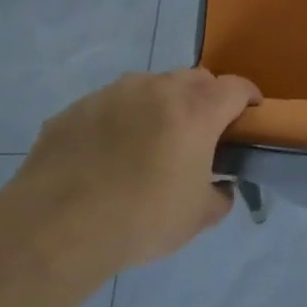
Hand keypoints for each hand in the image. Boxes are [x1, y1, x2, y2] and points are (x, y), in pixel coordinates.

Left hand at [6, 69, 260, 270]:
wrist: (55, 228)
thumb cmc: (141, 219)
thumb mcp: (197, 218)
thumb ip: (220, 196)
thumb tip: (220, 187)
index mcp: (196, 111)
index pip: (236, 87)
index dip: (248, 97)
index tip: (250, 113)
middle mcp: (157, 90)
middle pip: (194, 78)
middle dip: (205, 97)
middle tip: (201, 131)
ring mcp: (112, 94)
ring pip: (150, 87)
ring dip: (160, 105)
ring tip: (150, 141)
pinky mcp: (76, 109)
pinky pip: (109, 106)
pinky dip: (119, 120)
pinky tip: (107, 156)